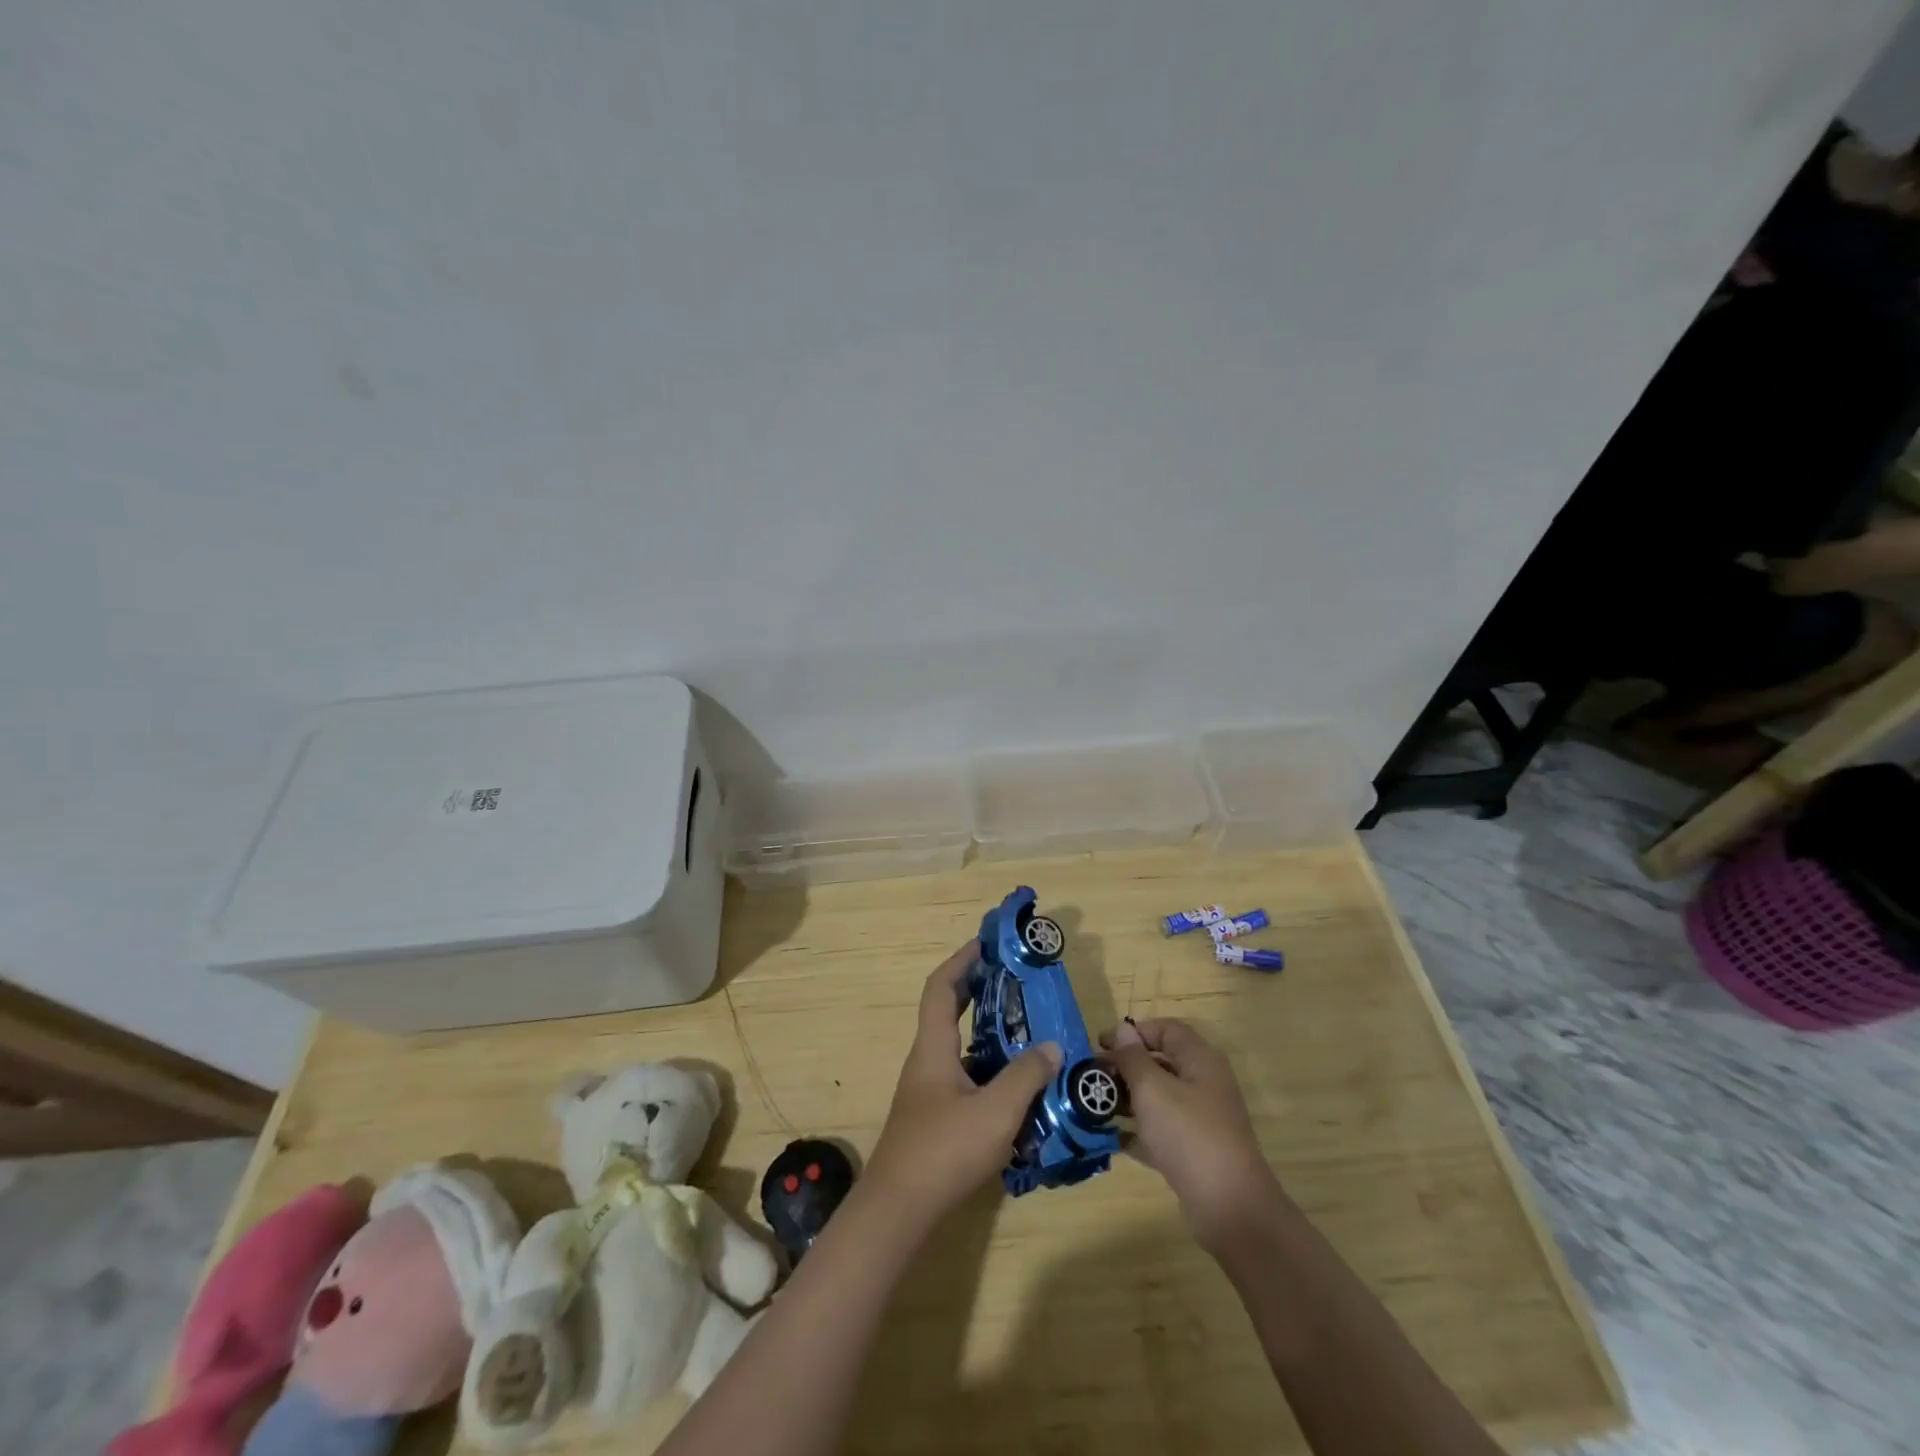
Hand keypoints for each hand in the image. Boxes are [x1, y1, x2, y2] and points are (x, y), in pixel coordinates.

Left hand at [864, 943, 1061, 1229]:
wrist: (899, 1211)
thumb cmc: (944, 1150)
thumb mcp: (995, 1111)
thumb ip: (1026, 1075)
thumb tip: (1053, 1046)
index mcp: (933, 1047)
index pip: (941, 987)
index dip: (962, 960)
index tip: (988, 943)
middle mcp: (927, 1061)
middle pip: (950, 1012)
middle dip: (980, 992)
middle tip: (1018, 983)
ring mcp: (930, 1092)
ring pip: (962, 1049)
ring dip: (990, 1036)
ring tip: (1031, 1034)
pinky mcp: (937, 1118)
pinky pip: (967, 1079)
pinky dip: (991, 1073)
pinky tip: (1021, 1090)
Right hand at [1099, 1018, 1277, 1251]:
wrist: (1230, 1208)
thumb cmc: (1189, 1135)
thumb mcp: (1152, 1089)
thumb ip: (1133, 1057)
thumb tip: (1122, 1030)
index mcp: (1200, 1060)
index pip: (1165, 1029)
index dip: (1133, 1032)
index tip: (1100, 1044)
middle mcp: (1203, 1084)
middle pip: (1160, 1063)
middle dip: (1125, 1066)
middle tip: (1092, 1077)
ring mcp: (1200, 1120)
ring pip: (1159, 1098)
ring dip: (1127, 1098)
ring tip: (1095, 1105)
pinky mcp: (1194, 1151)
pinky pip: (1161, 1131)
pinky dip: (1138, 1131)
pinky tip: (1111, 1137)